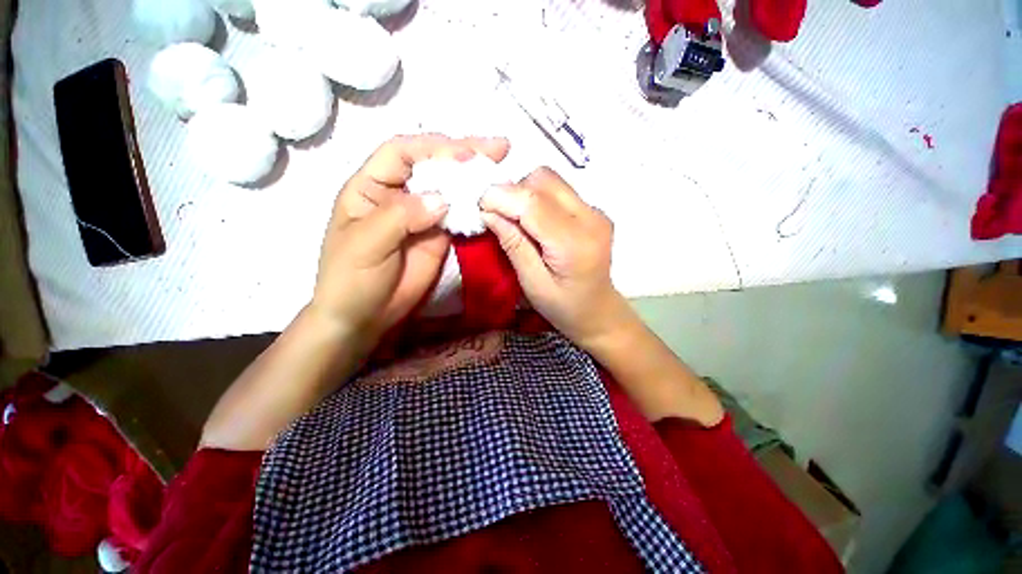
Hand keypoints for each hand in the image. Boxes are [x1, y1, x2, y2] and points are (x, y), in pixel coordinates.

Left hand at [311, 134, 510, 341]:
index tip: (466, 155)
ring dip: (474, 180)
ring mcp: (423, 215)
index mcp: (372, 186)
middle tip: (500, 147)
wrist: (365, 316)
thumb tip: (442, 199)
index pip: (402, 153)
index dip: (434, 149)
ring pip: (450, 189)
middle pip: (432, 165)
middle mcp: (400, 193)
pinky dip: (475, 208)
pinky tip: (492, 201)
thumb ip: (401, 216)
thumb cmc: (351, 278)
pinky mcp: (440, 235)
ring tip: (501, 169)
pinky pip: (459, 216)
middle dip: (464, 154)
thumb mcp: (366, 243)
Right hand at [480, 167, 627, 349]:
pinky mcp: (594, 211)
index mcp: (574, 243)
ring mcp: (596, 211)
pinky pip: (559, 190)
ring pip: (550, 180)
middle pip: (543, 180)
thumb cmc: (564, 308)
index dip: (500, 196)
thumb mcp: (532, 283)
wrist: (599, 312)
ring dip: (524, 192)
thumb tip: (488, 212)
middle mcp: (590, 218)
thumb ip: (513, 245)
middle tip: (497, 215)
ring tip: (515, 218)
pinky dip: (538, 198)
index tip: (479, 207)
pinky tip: (533, 221)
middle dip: (512, 192)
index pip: (532, 201)